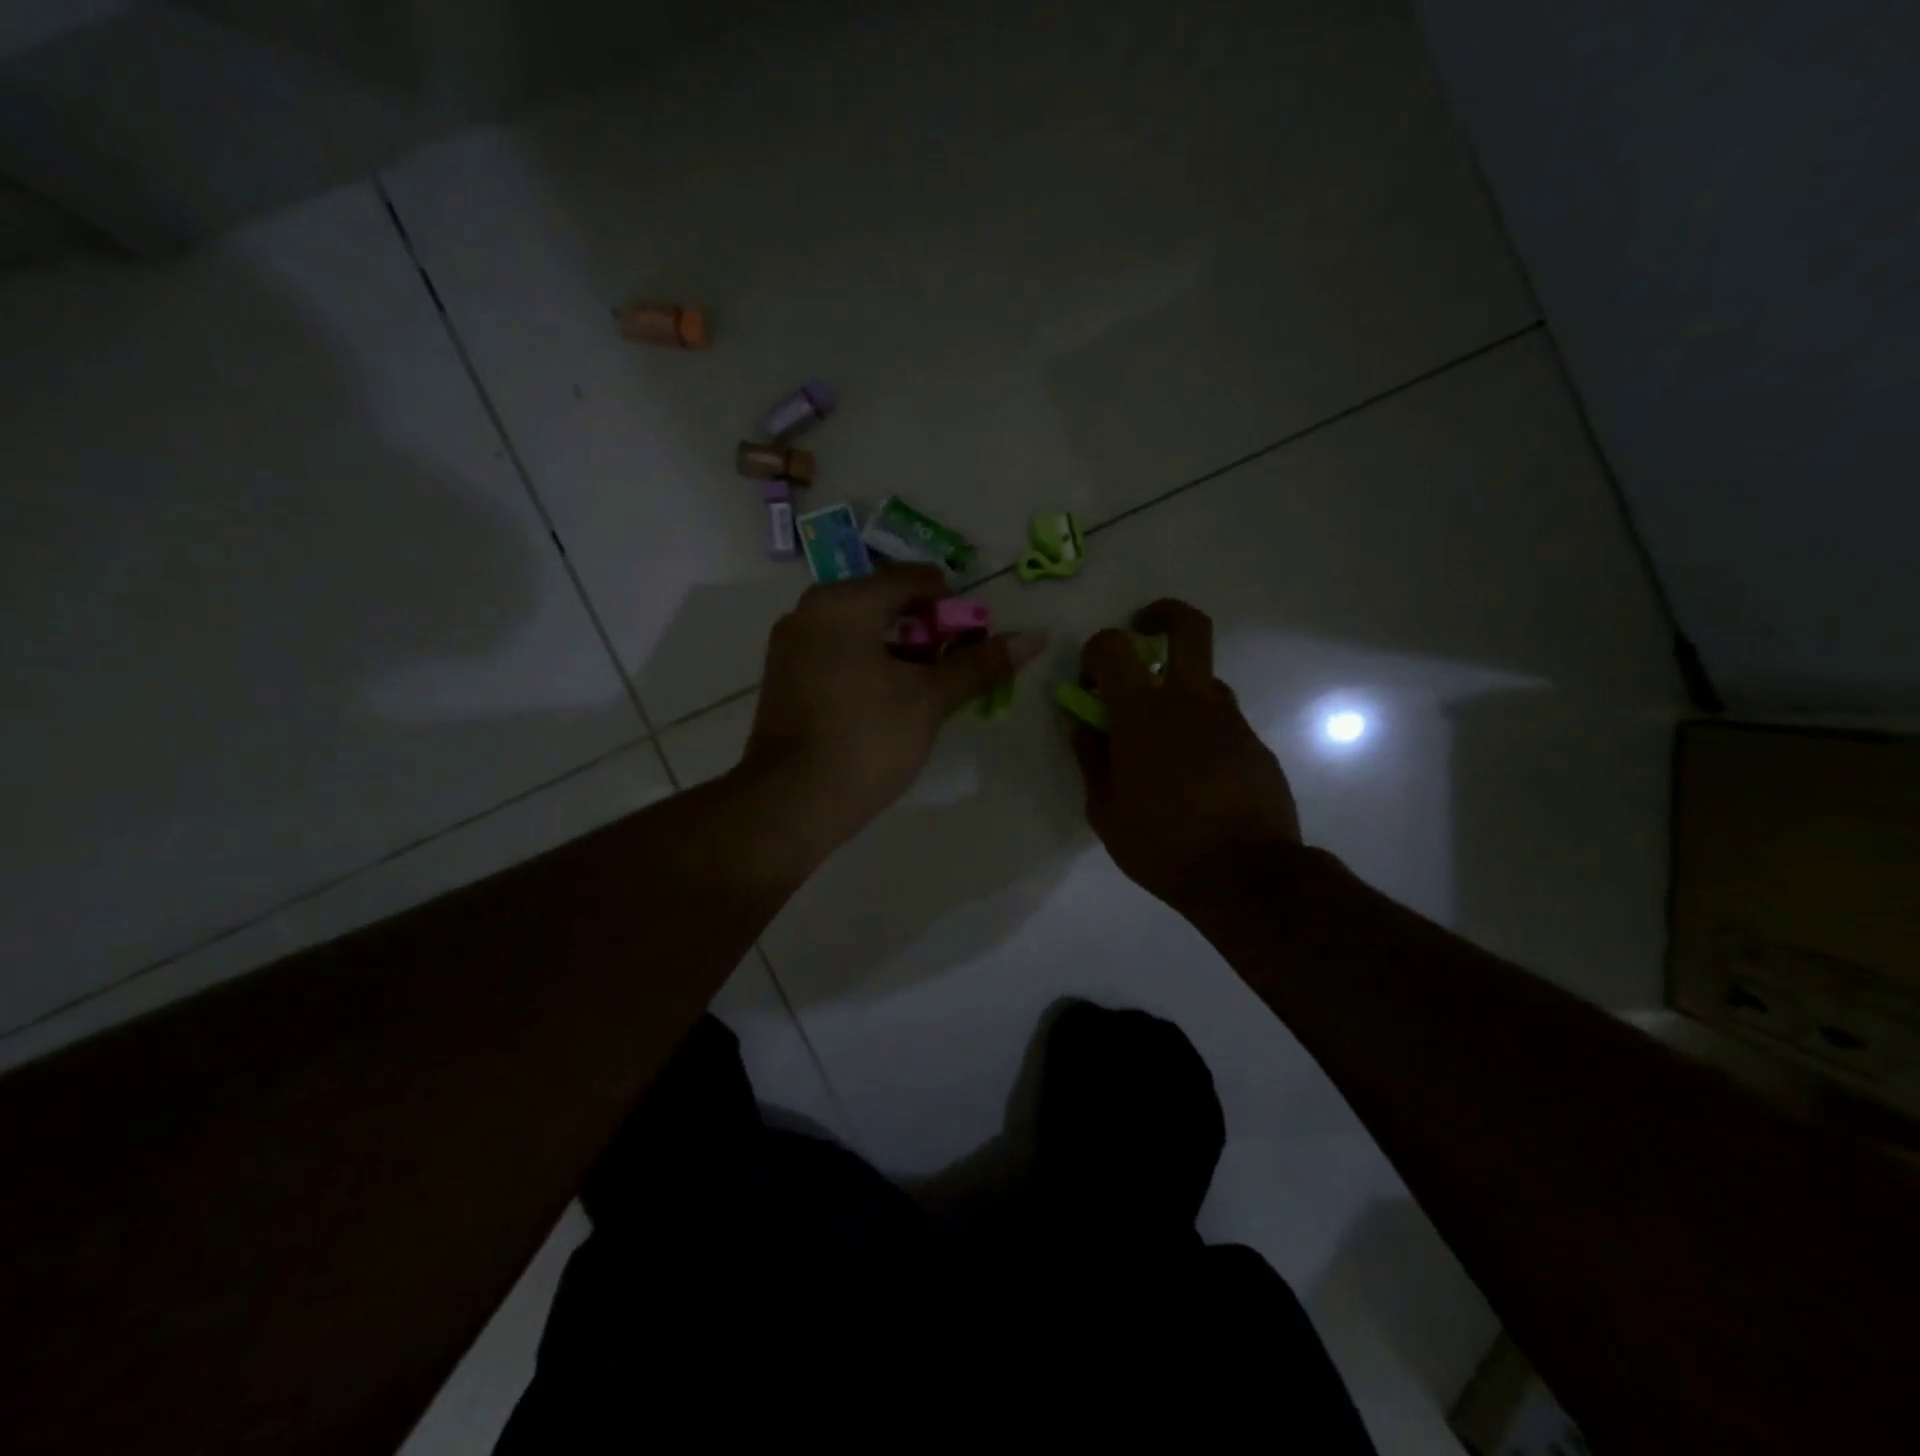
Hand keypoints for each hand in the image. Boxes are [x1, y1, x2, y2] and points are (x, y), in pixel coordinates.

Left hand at [741, 563, 1046, 857]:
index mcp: (844, 603)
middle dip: (925, 629)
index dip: (952, 604)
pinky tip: (888, 700)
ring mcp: (791, 644)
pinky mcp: (784, 677)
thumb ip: (979, 664)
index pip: (912, 579)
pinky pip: (836, 652)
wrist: (792, 803)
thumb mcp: (929, 699)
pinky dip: (868, 663)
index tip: (973, 638)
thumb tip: (1035, 637)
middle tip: (953, 665)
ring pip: (859, 629)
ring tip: (927, 687)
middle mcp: (810, 611)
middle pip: (883, 601)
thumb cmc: (867, 739)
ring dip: (899, 649)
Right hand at [1070, 599, 1299, 912]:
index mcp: (1143, 713)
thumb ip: (1090, 757)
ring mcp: (1230, 720)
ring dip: (1179, 691)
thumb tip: (1081, 722)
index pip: (1113, 647)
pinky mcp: (1256, 744)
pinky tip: (1194, 775)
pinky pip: (1222, 721)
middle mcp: (1191, 701)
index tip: (1090, 679)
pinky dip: (1201, 731)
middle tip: (1144, 631)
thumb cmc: (1161, 844)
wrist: (1246, 876)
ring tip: (1164, 740)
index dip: (1096, 651)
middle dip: (1163, 614)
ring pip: (1205, 680)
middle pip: (1188, 627)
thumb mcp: (1104, 809)